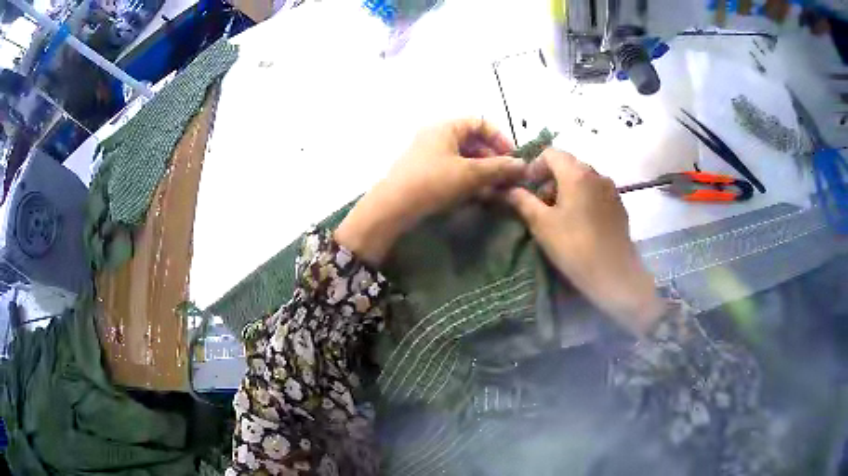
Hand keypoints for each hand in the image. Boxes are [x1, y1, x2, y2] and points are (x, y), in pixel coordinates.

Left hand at [335, 118, 524, 264]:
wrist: (393, 207)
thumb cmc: (433, 182)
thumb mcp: (470, 174)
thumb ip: (499, 168)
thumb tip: (523, 165)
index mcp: (446, 128)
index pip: (479, 123)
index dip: (499, 137)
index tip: (511, 157)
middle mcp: (436, 137)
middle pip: (473, 142)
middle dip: (493, 159)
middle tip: (507, 178)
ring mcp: (429, 156)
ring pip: (464, 159)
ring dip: (483, 173)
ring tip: (497, 190)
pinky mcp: (425, 175)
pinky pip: (453, 172)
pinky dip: (468, 181)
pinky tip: (479, 197)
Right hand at [505, 149, 665, 335]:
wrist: (614, 273)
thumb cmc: (574, 246)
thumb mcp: (542, 224)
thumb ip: (523, 201)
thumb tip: (507, 190)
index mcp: (576, 173)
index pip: (551, 153)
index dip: (535, 166)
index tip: (528, 187)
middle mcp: (596, 174)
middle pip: (568, 164)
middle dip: (551, 179)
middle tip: (541, 204)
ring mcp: (611, 189)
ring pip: (584, 178)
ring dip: (568, 188)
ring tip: (561, 215)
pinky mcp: (619, 205)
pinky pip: (597, 192)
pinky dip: (584, 198)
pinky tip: (581, 223)